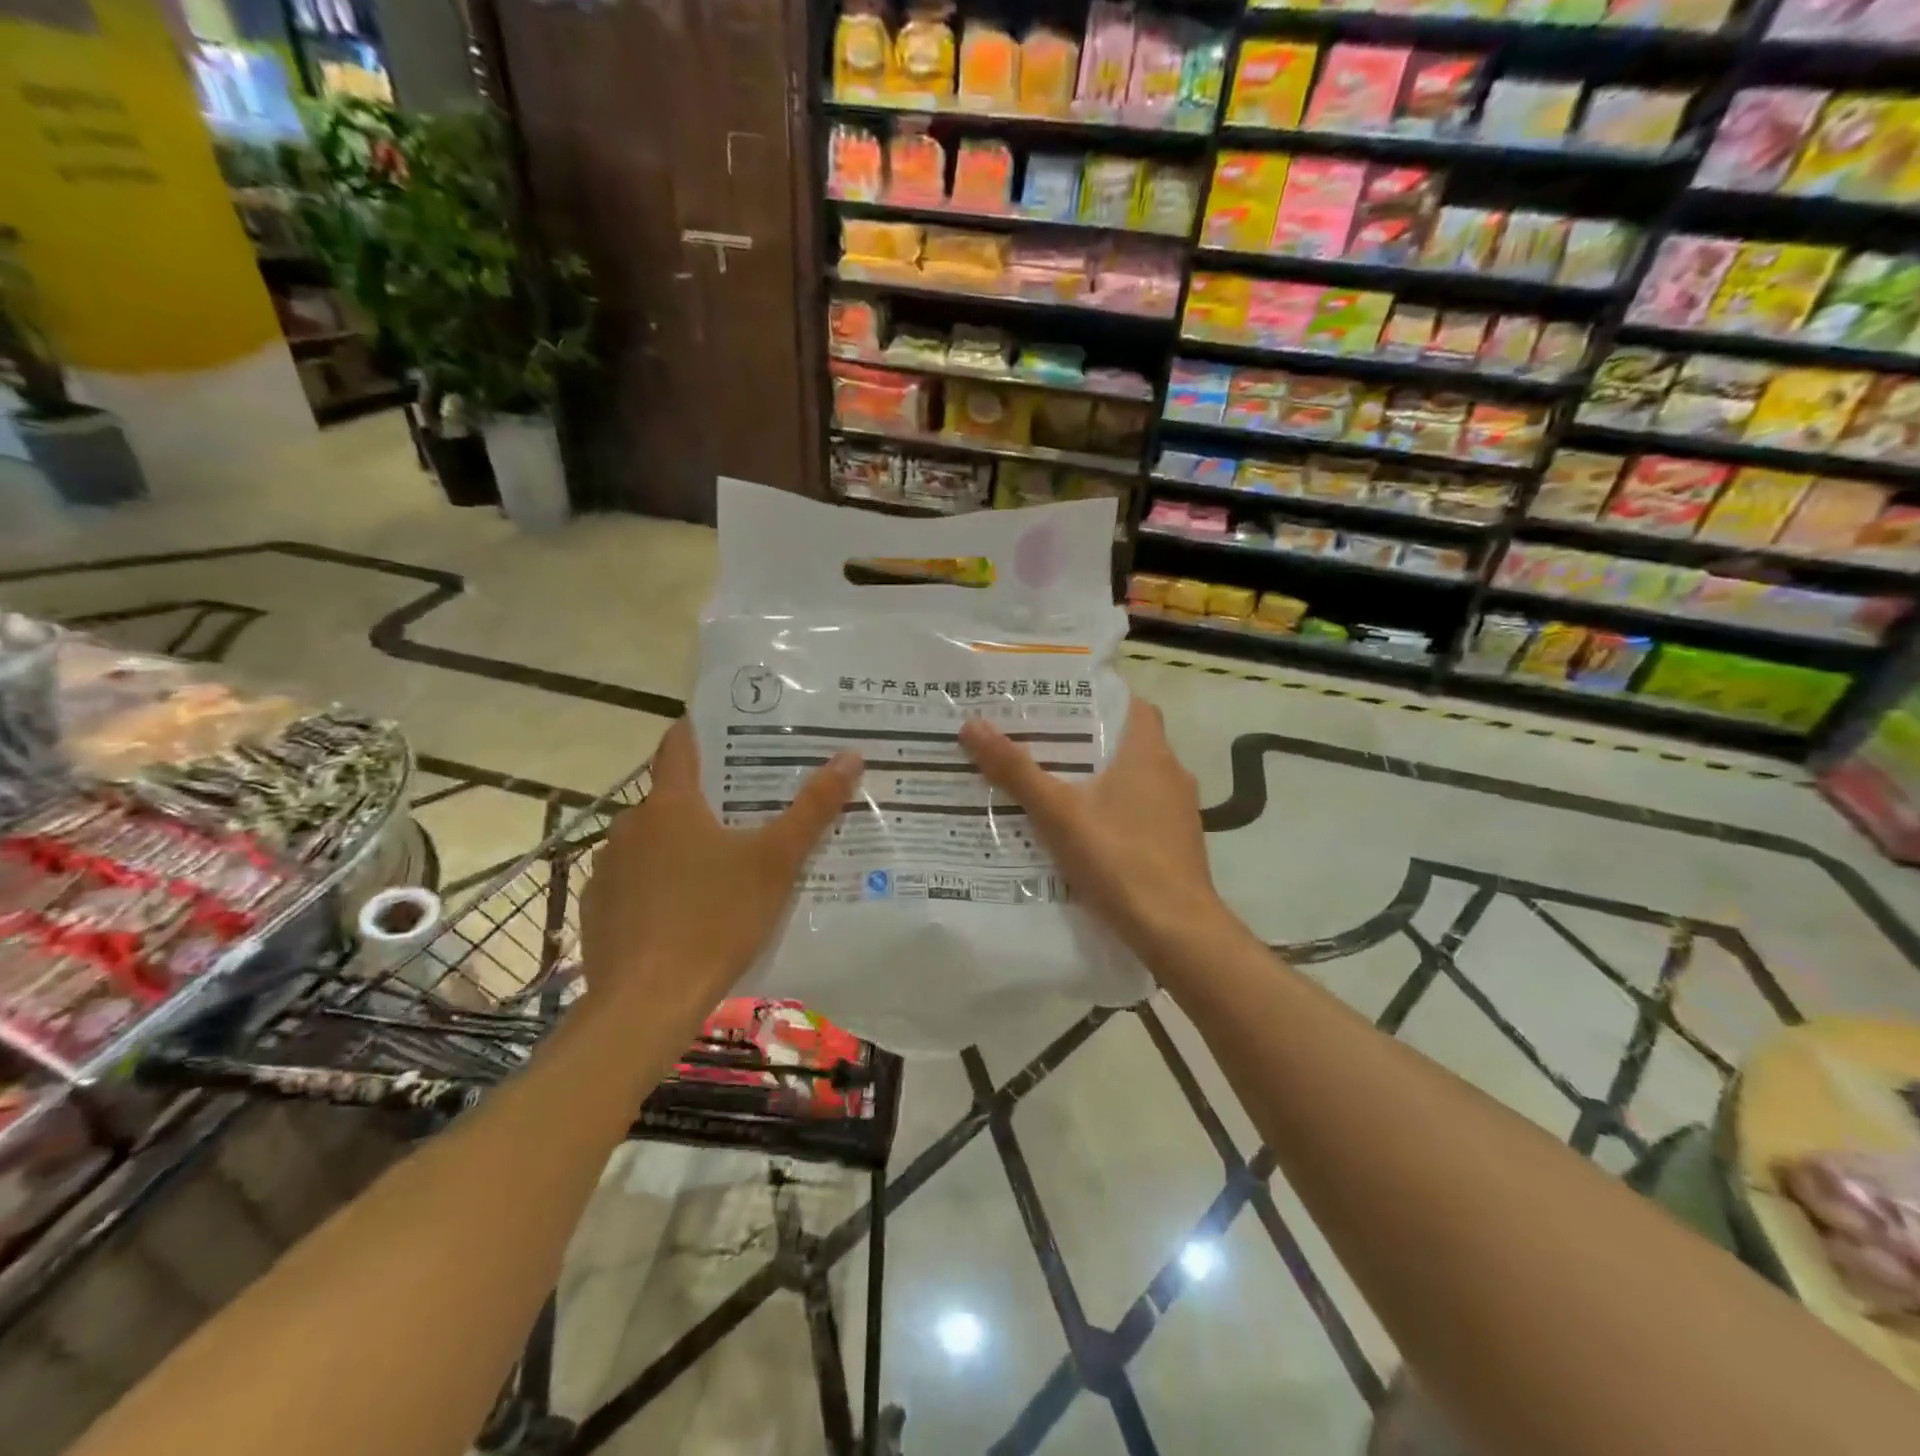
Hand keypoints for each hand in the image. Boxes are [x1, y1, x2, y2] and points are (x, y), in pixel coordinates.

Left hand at [579, 721, 861, 1013]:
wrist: (646, 1003)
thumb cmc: (716, 918)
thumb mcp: (776, 862)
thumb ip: (813, 808)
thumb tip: (850, 755)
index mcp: (670, 804)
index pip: (679, 744)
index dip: (700, 730)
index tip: (727, 729)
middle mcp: (630, 826)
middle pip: (670, 797)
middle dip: (705, 800)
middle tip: (747, 812)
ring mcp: (607, 869)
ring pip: (650, 842)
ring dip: (680, 844)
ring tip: (720, 865)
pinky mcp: (597, 909)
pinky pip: (633, 882)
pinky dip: (656, 884)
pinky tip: (684, 912)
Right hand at [959, 698, 1225, 964]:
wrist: (1176, 930)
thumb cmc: (1119, 859)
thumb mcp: (1058, 813)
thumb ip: (1016, 770)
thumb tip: (972, 725)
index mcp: (1149, 752)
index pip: (1130, 704)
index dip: (1097, 699)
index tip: (1058, 705)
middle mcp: (1171, 773)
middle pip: (1127, 741)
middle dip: (1086, 742)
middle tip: (1039, 743)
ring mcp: (1179, 811)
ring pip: (1134, 779)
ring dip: (1100, 778)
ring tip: (1053, 785)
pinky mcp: (1177, 843)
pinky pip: (1140, 811)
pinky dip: (1113, 811)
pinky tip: (1082, 831)